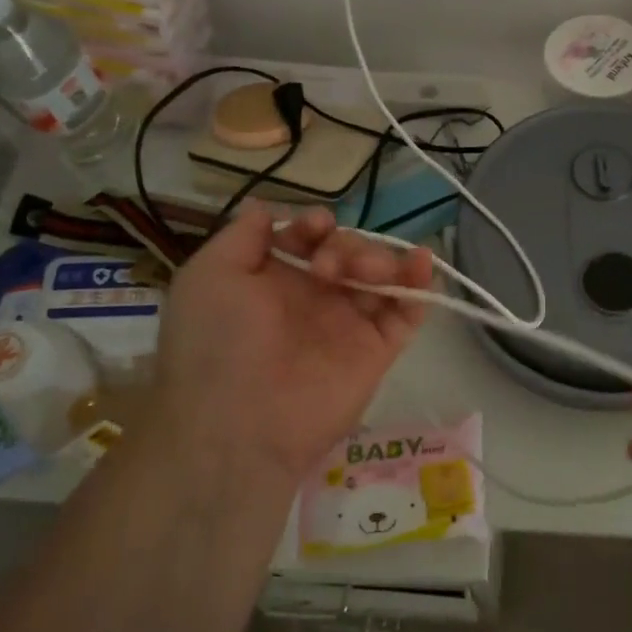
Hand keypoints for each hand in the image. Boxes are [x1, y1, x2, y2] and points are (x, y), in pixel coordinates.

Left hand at [154, 202, 434, 483]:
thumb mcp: (209, 275)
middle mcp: (314, 299)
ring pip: (380, 275)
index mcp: (275, 281)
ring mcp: (348, 324)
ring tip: (363, 272)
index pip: (309, 239)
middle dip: (346, 245)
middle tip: (329, 268)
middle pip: (349, 252)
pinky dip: (420, 284)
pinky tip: (422, 261)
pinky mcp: (378, 349)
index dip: (315, 226)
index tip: (315, 229)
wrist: (236, 423)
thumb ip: (243, 236)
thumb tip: (267, 208)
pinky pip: (407, 311)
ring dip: (379, 258)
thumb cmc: (215, 342)